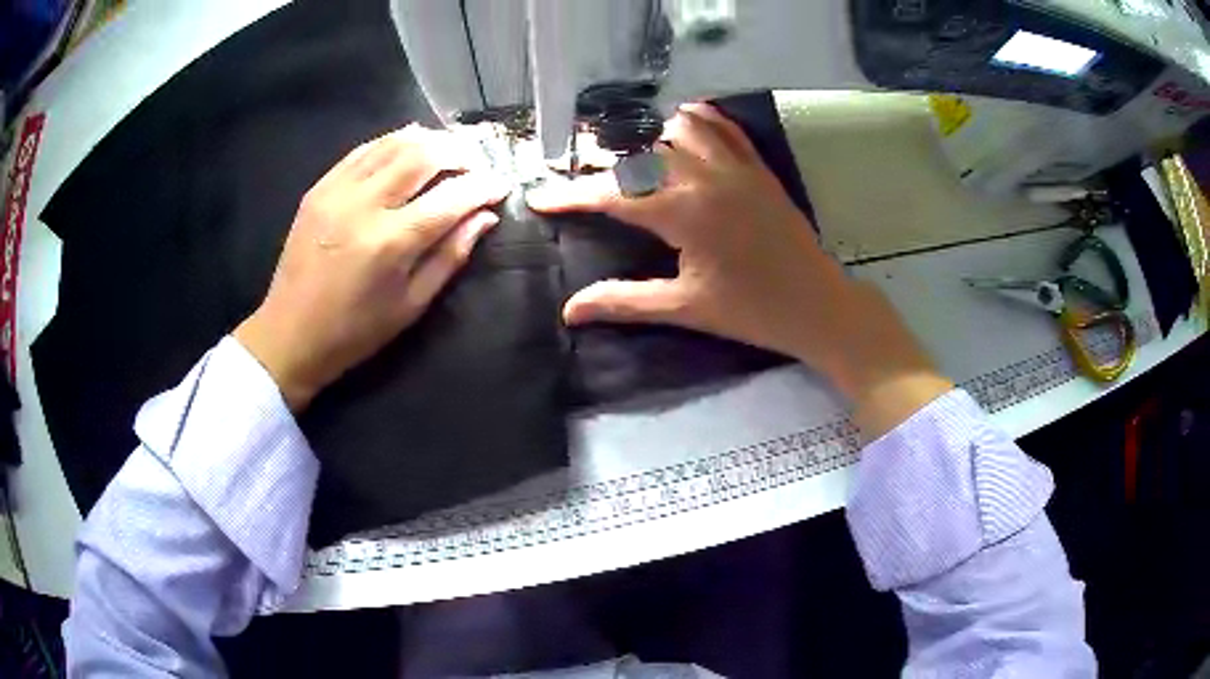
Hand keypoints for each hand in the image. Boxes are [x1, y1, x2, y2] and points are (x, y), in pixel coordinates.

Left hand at [236, 126, 508, 410]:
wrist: (290, 334)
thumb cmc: (355, 331)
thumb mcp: (411, 304)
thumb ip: (450, 256)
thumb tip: (485, 217)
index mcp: (390, 243)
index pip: (451, 198)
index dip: (483, 187)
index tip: (502, 185)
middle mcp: (363, 206)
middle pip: (422, 154)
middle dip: (459, 152)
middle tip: (476, 161)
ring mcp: (337, 191)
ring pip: (392, 143)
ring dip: (428, 140)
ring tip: (449, 149)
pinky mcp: (319, 188)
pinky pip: (362, 150)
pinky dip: (391, 142)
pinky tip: (408, 145)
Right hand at [527, 104, 950, 436]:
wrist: (818, 306)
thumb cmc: (751, 311)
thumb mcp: (685, 308)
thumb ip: (624, 302)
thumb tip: (570, 311)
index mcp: (683, 212)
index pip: (613, 194)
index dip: (571, 196)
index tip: (539, 198)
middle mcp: (706, 177)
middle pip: (640, 151)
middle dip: (603, 160)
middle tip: (581, 175)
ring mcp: (736, 166)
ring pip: (680, 127)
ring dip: (648, 135)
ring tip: (630, 155)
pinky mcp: (758, 167)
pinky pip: (723, 127)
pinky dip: (697, 119)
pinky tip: (680, 126)